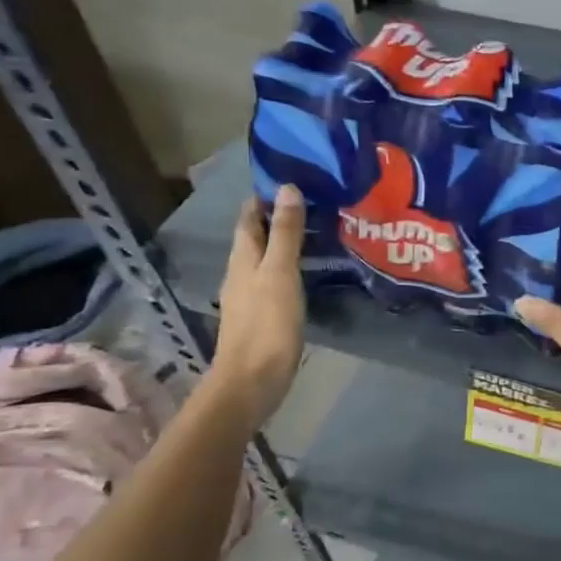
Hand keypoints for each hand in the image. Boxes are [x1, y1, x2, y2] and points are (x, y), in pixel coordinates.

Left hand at [207, 188, 305, 418]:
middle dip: (278, 217)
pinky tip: (309, 271)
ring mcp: (251, 296)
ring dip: (286, 243)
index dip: (265, 197)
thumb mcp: (279, 272)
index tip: (294, 179)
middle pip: (256, 236)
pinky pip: (276, 280)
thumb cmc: (267, 324)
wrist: (253, 381)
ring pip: (266, 258)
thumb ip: (285, 232)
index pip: (249, 217)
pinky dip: (291, 267)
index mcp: (242, 258)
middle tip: (315, 202)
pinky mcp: (264, 316)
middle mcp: (241, 272)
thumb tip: (287, 189)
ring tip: (318, 231)